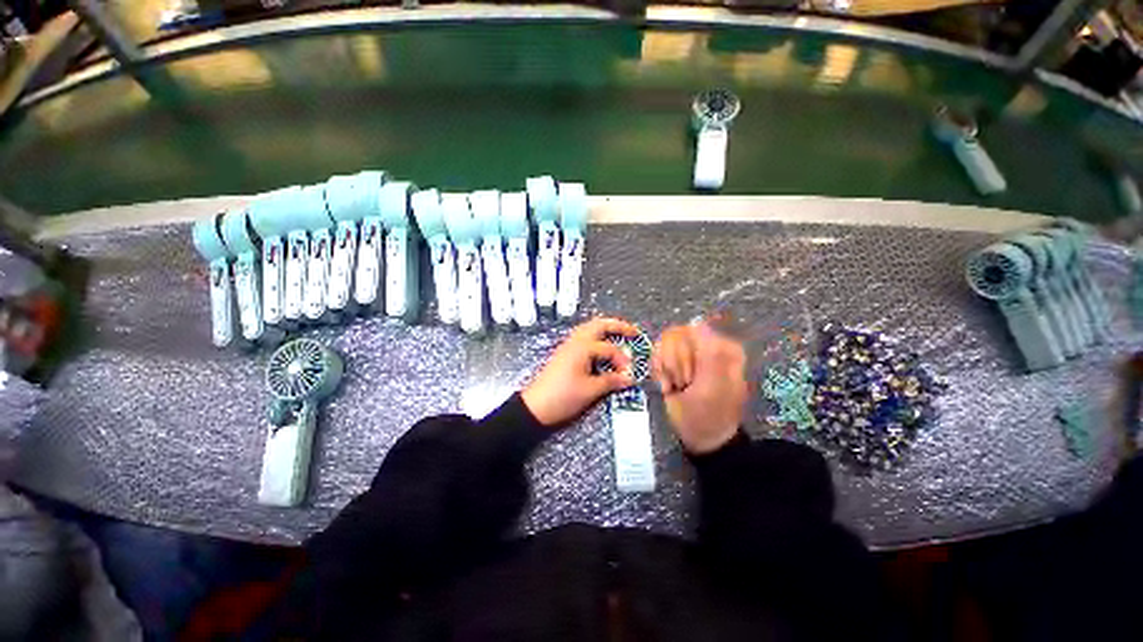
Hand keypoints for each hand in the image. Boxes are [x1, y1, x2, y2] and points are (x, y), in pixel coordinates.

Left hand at [522, 317, 638, 426]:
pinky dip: (596, 336)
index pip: (610, 349)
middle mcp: (575, 341)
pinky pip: (583, 336)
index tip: (629, 374)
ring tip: (619, 334)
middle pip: (599, 324)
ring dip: (605, 328)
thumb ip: (611, 381)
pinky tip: (601, 346)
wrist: (535, 406)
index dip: (622, 360)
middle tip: (633, 332)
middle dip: (618, 326)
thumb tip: (629, 378)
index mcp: (583, 348)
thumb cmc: (563, 397)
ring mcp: (568, 345)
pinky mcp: (564, 352)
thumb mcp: (590, 391)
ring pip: (589, 328)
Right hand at [652, 323, 747, 453]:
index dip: (683, 355)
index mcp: (723, 348)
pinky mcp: (675, 360)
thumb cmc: (708, 415)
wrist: (702, 437)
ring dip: (665, 368)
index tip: (689, 378)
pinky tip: (668, 385)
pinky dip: (658, 370)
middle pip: (674, 335)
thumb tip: (696, 322)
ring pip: (663, 343)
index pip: (690, 331)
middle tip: (684, 385)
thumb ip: (709, 352)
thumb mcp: (712, 387)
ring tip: (676, 386)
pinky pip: (657, 352)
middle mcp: (707, 345)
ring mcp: (689, 352)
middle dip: (674, 364)